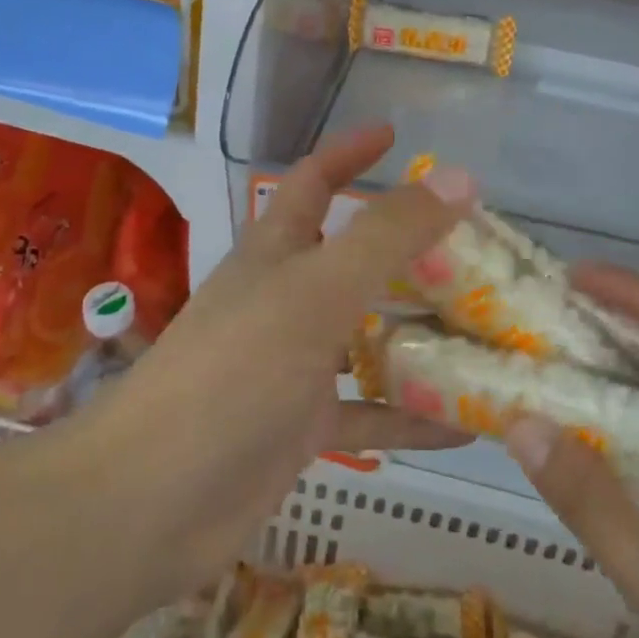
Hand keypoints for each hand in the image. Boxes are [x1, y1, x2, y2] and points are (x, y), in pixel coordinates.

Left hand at [75, 125, 474, 602]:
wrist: (152, 501)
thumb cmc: (235, 371)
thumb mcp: (318, 290)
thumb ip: (388, 235)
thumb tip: (458, 179)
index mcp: (277, 251)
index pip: (313, 181)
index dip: (349, 152)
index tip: (395, 136)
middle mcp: (285, 298)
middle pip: (352, 259)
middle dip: (407, 250)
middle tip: (472, 250)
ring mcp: (293, 364)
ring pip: (367, 336)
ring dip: (419, 334)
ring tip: (486, 331)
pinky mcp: (302, 426)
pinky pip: (369, 411)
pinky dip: (411, 415)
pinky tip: (468, 425)